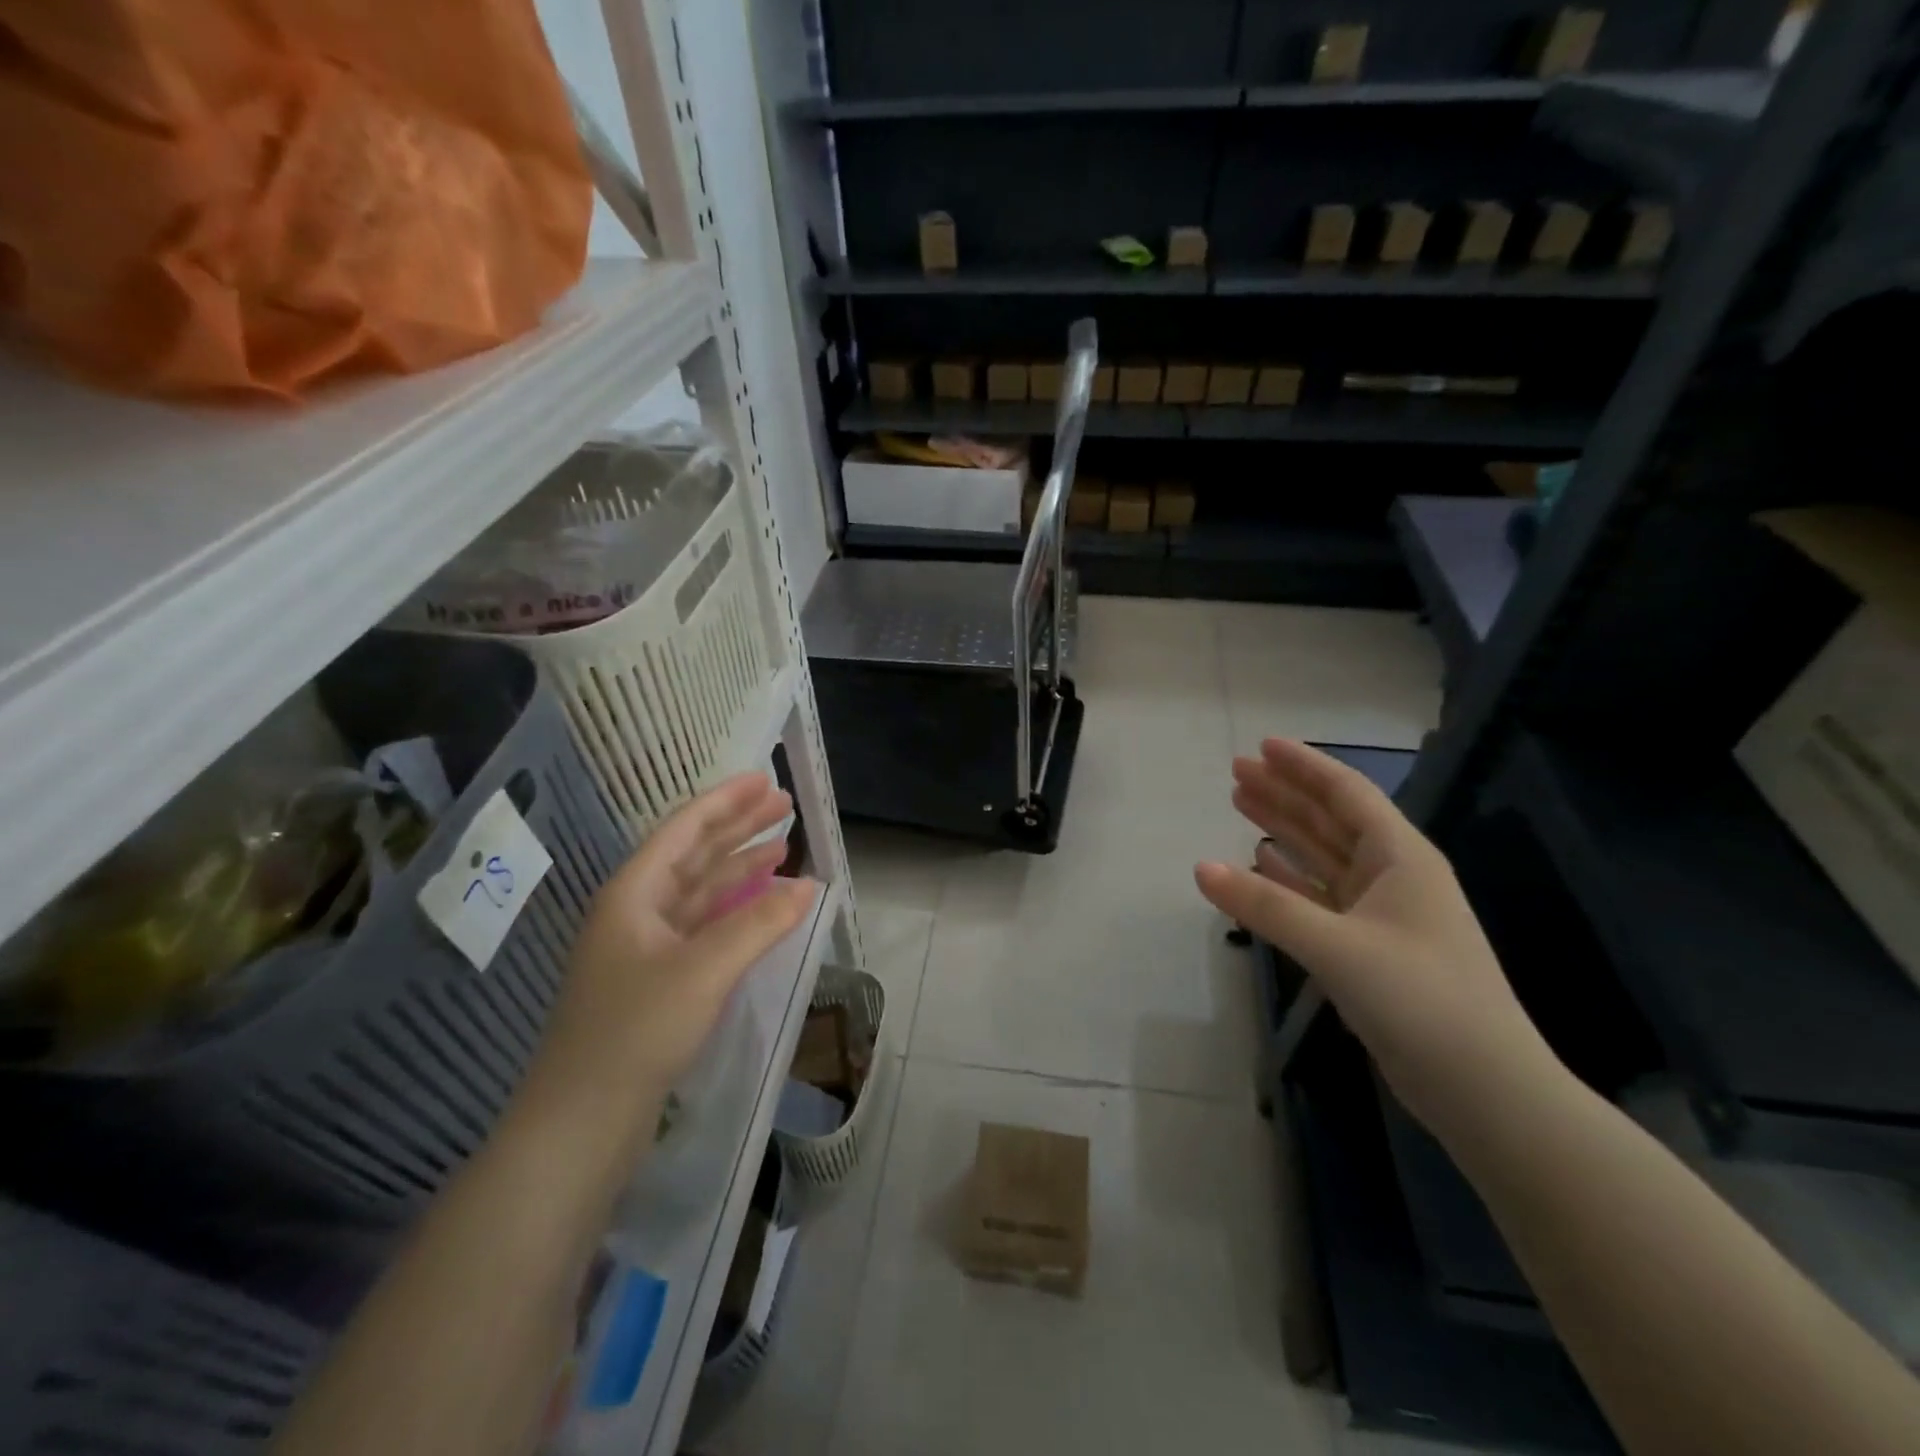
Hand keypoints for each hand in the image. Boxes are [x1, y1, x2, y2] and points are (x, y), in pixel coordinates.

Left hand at [528, 773, 815, 1138]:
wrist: (581, 1122)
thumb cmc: (635, 1032)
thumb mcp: (703, 970)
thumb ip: (759, 923)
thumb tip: (810, 886)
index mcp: (633, 893)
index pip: (685, 829)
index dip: (725, 801)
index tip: (764, 779)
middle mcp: (637, 911)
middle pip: (695, 854)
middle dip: (739, 827)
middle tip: (784, 804)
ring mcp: (647, 947)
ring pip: (702, 891)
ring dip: (740, 867)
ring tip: (782, 846)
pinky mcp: (659, 980)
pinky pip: (705, 926)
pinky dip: (736, 910)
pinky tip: (763, 906)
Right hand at [1195, 739, 1559, 1136]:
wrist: (1484, 1090)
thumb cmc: (1420, 999)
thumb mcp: (1338, 946)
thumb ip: (1266, 906)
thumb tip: (1200, 869)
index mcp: (1401, 858)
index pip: (1346, 793)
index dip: (1304, 766)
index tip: (1262, 746)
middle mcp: (1393, 876)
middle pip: (1329, 819)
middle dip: (1285, 793)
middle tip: (1236, 772)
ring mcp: (1382, 913)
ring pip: (1322, 857)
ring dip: (1283, 830)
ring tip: (1240, 805)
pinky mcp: (1369, 948)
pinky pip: (1319, 898)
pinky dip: (1289, 879)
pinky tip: (1260, 865)